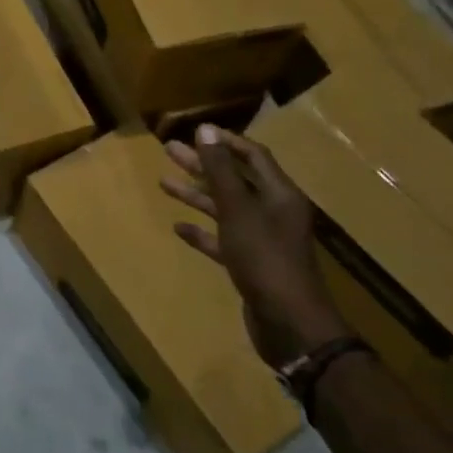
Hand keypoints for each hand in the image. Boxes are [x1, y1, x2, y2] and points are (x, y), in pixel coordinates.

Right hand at [160, 126, 349, 366]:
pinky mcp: (250, 264)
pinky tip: (178, 228)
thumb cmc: (264, 257)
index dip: (225, 142)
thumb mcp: (238, 209)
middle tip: (169, 150)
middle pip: (235, 179)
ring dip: (196, 195)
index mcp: (279, 194)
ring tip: (163, 183)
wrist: (289, 323)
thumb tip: (206, 129)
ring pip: (225, 208)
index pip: (253, 155)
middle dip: (202, 165)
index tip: (195, 132)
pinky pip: (222, 240)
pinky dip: (202, 232)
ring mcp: (261, 240)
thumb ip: (220, 170)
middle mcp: (273, 212)